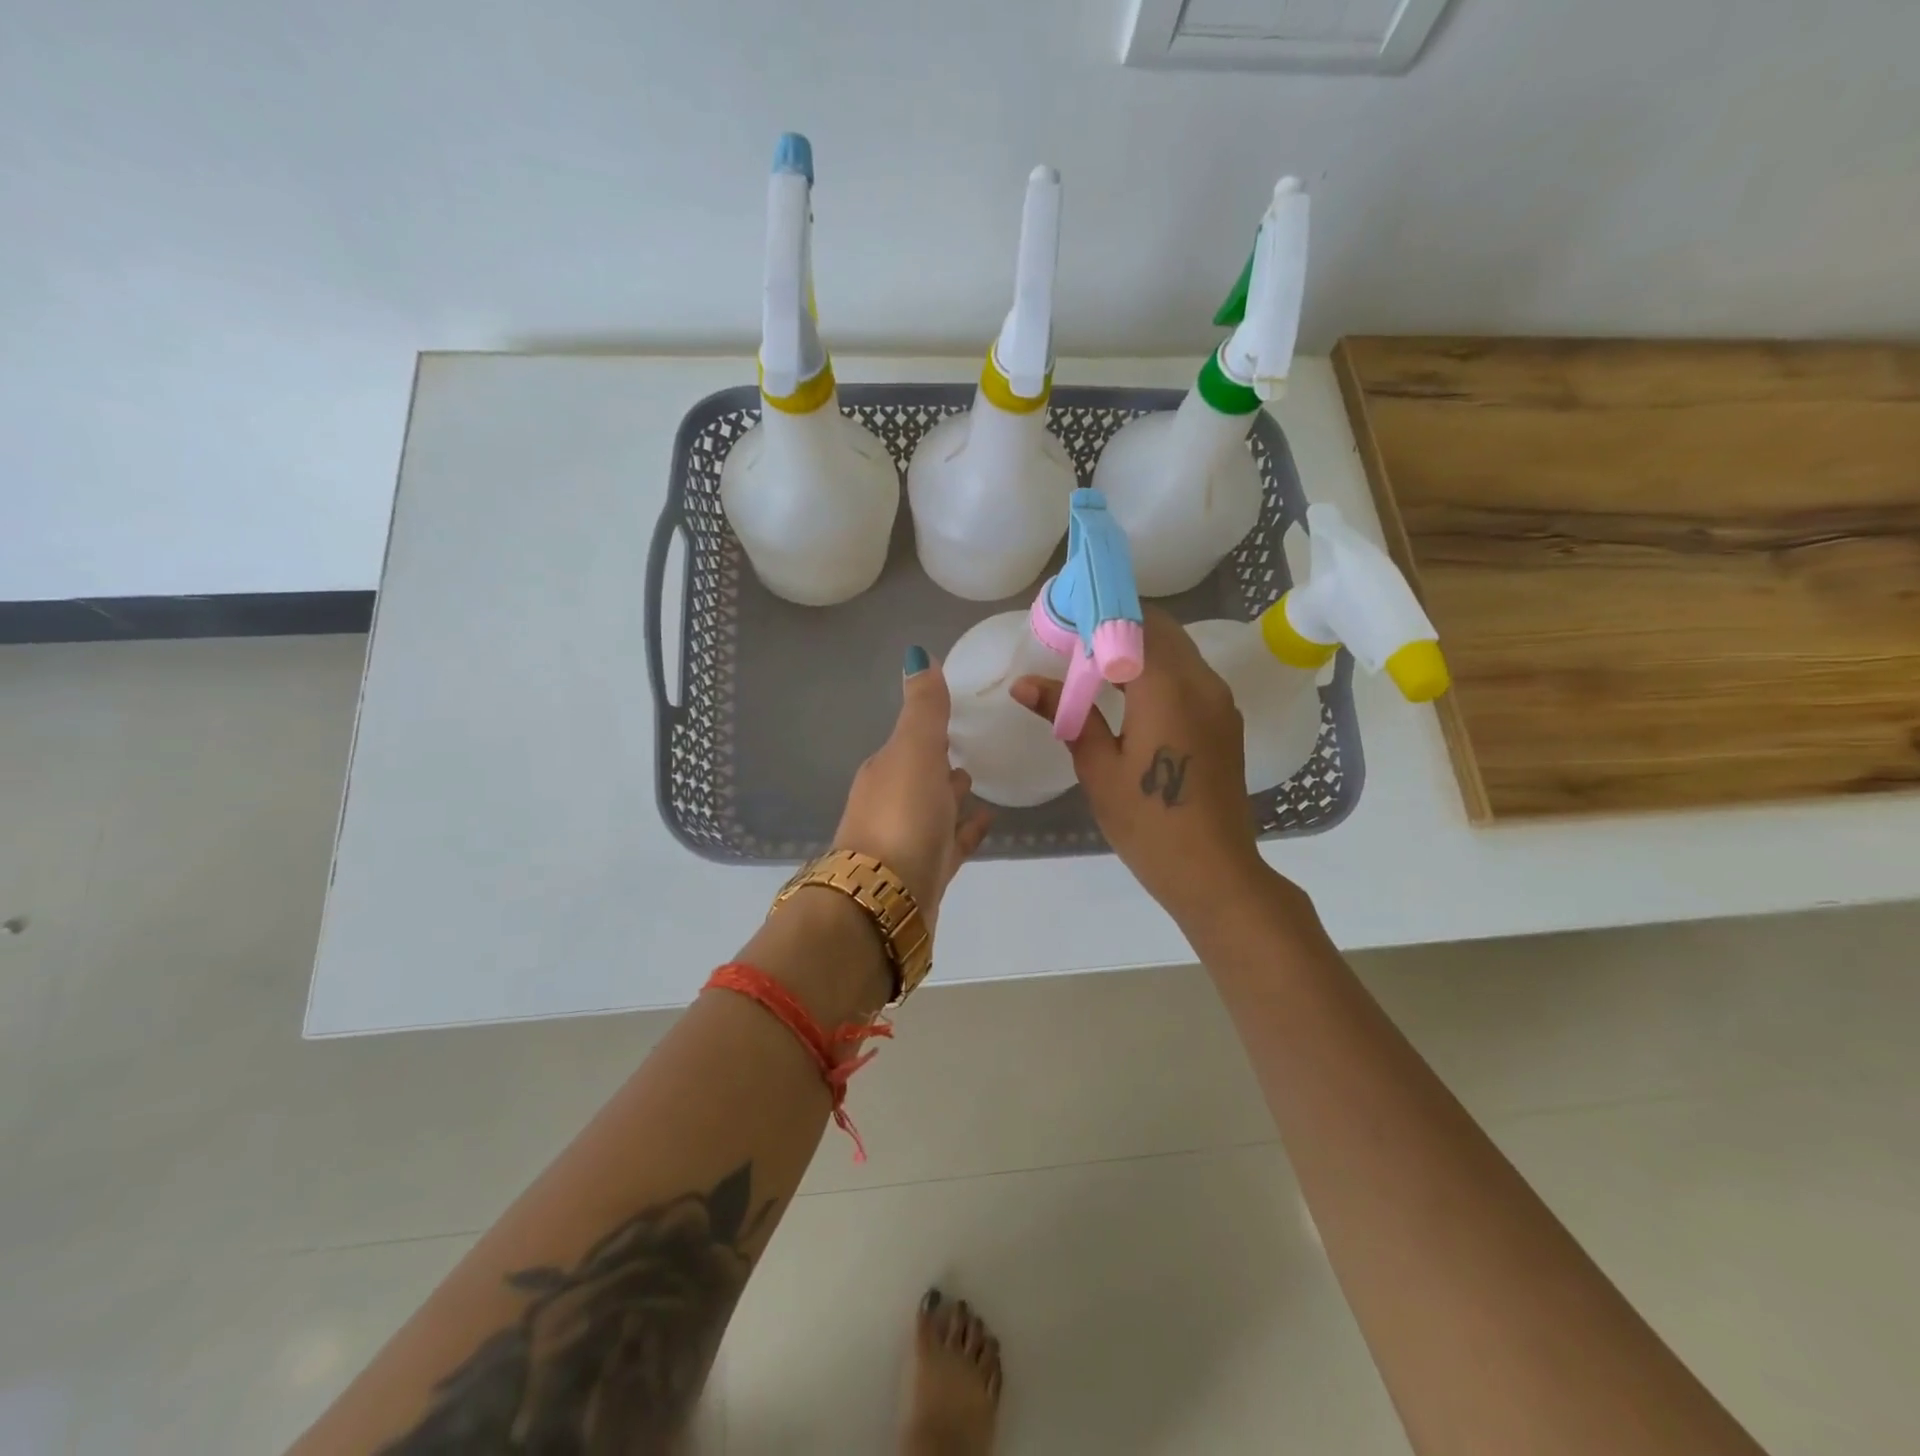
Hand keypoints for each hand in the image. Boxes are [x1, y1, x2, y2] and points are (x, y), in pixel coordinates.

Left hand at [834, 646, 993, 936]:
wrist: (885, 899)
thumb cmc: (901, 815)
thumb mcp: (914, 750)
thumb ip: (923, 707)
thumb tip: (917, 654)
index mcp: (885, 771)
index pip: (908, 741)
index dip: (928, 728)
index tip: (953, 715)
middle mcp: (890, 803)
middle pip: (919, 774)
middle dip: (938, 760)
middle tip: (969, 747)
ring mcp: (907, 841)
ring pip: (933, 809)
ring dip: (950, 794)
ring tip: (977, 779)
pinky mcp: (926, 873)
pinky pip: (951, 843)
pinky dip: (966, 830)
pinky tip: (987, 821)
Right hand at [1012, 607, 1267, 926]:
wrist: (1214, 871)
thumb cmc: (1148, 823)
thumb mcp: (1098, 768)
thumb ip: (1067, 714)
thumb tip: (1024, 683)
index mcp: (1167, 688)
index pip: (1132, 623)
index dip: (1096, 613)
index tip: (1062, 621)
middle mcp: (1201, 682)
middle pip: (1159, 628)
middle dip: (1115, 625)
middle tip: (1073, 644)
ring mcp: (1219, 700)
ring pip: (1176, 650)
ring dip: (1137, 647)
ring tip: (1093, 668)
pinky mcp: (1225, 720)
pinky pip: (1189, 675)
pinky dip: (1157, 669)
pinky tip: (1127, 695)